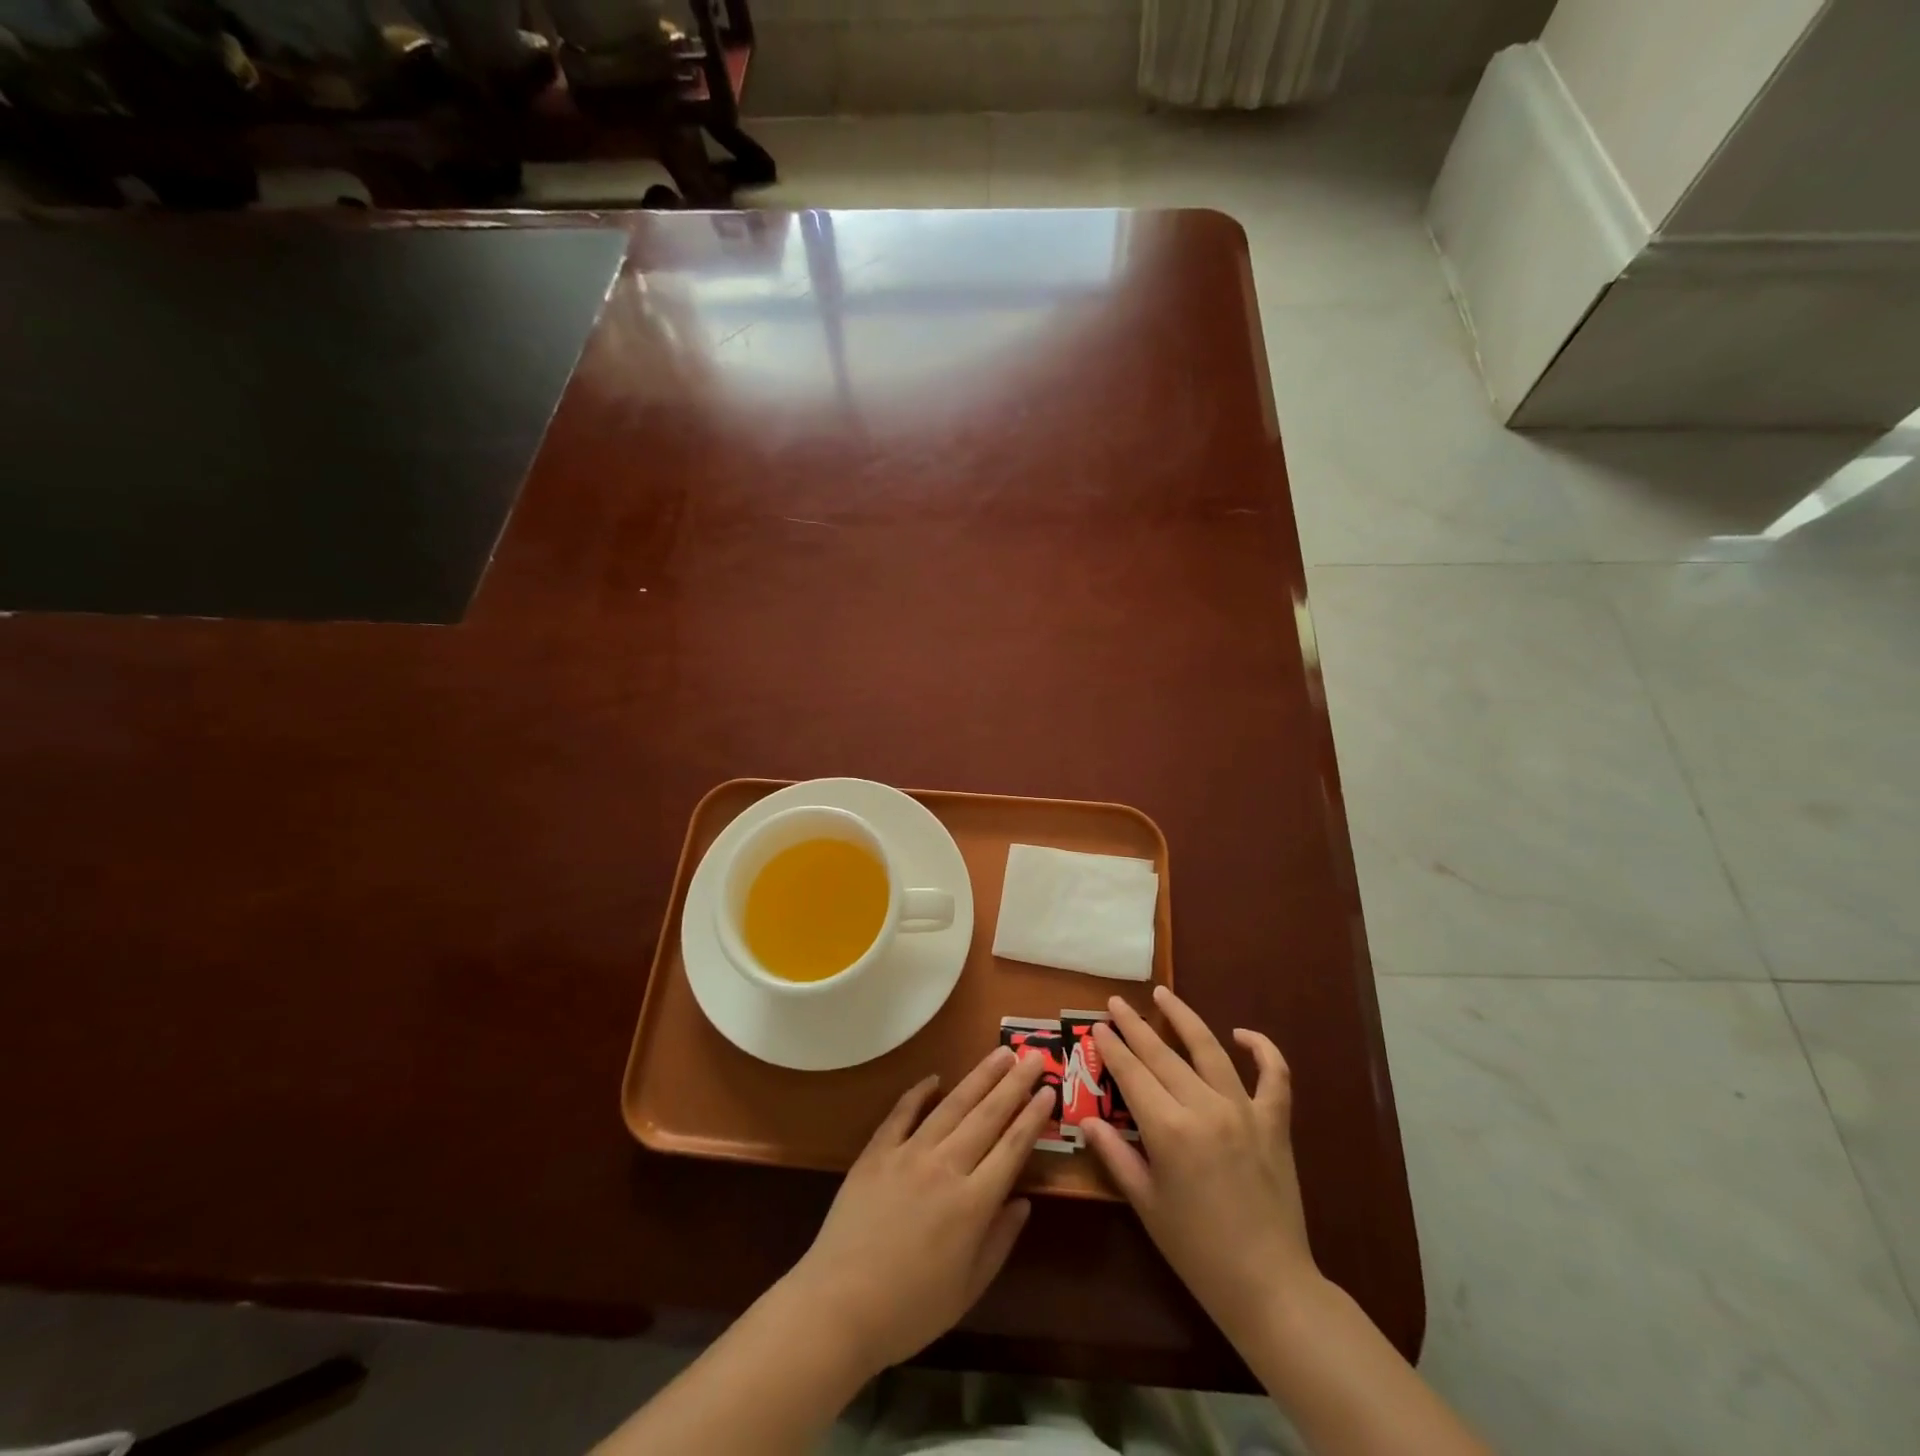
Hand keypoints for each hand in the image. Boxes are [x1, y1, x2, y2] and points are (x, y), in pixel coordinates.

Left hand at [783, 1045, 1054, 1371]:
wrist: (838, 1307)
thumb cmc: (910, 1310)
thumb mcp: (968, 1289)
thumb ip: (999, 1241)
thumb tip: (1023, 1202)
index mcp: (973, 1203)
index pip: (1012, 1147)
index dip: (1033, 1116)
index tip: (1050, 1089)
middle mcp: (945, 1167)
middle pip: (988, 1116)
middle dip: (1015, 1083)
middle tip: (1035, 1055)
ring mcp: (909, 1153)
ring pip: (952, 1105)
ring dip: (979, 1077)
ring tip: (1001, 1053)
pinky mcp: (877, 1152)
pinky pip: (902, 1113)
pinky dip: (920, 1092)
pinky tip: (935, 1078)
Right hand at [1080, 986, 1317, 1345]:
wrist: (1269, 1285)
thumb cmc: (1197, 1250)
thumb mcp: (1146, 1205)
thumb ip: (1115, 1156)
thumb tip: (1087, 1119)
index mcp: (1169, 1130)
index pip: (1132, 1074)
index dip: (1112, 1048)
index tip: (1098, 1026)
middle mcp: (1205, 1108)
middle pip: (1163, 1055)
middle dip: (1135, 1026)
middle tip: (1116, 1003)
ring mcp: (1244, 1111)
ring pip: (1210, 1049)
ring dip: (1183, 1018)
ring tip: (1163, 994)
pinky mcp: (1275, 1122)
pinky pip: (1274, 1076)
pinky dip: (1262, 1049)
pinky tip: (1242, 1034)